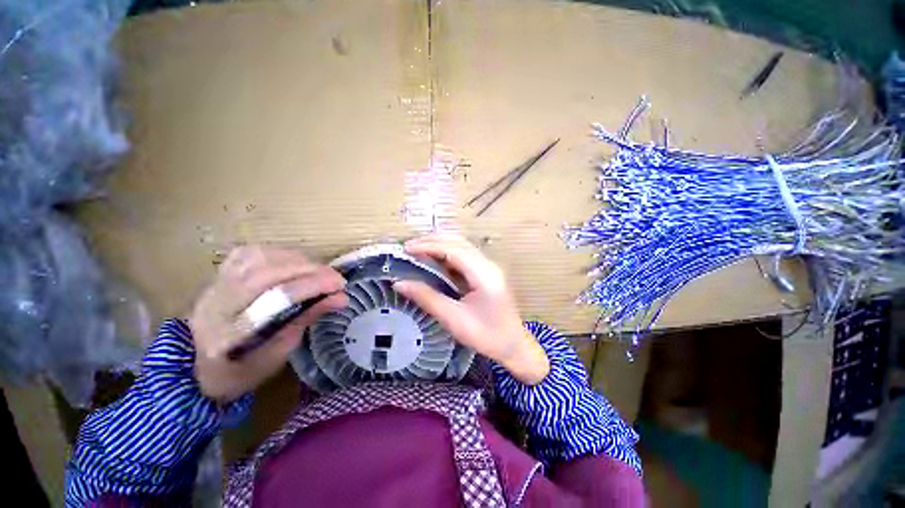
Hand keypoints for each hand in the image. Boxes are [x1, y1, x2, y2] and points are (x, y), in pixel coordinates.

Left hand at [189, 246, 347, 401]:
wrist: (190, 369)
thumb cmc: (237, 372)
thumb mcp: (275, 358)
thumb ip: (305, 322)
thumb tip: (340, 298)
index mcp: (228, 334)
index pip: (275, 299)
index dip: (313, 287)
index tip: (341, 288)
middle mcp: (216, 303)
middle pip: (267, 273)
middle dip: (310, 271)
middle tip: (337, 278)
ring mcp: (214, 285)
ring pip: (259, 257)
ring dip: (298, 260)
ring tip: (319, 271)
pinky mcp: (218, 274)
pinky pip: (251, 252)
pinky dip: (279, 253)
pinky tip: (295, 262)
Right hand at [394, 234, 549, 384]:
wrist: (514, 346)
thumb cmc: (486, 336)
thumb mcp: (453, 319)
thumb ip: (427, 298)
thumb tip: (399, 283)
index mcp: (483, 274)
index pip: (453, 249)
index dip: (428, 245)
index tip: (406, 249)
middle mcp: (488, 264)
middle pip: (458, 242)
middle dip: (432, 241)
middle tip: (408, 247)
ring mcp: (489, 267)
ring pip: (462, 246)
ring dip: (439, 244)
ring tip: (417, 250)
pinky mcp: (487, 272)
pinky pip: (465, 255)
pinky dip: (447, 253)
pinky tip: (434, 259)